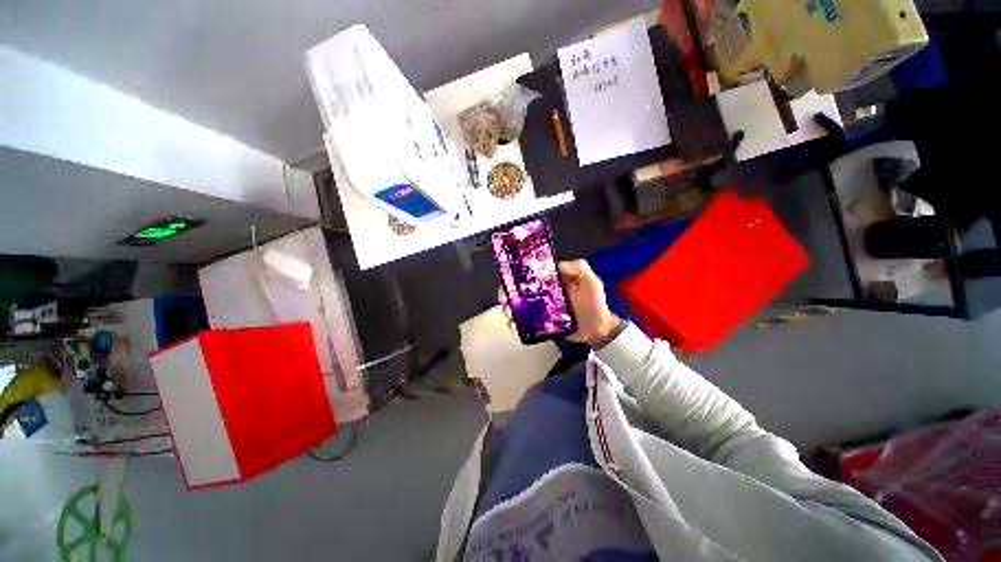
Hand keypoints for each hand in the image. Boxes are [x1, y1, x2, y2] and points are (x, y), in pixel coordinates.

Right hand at [498, 259, 620, 347]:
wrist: (598, 328)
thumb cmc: (594, 302)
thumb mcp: (590, 280)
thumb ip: (578, 268)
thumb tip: (556, 264)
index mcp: (551, 282)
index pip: (530, 276)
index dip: (516, 277)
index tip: (508, 282)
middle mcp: (543, 294)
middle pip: (519, 292)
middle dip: (507, 295)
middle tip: (505, 301)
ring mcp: (541, 310)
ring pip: (519, 308)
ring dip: (509, 310)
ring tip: (510, 315)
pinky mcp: (541, 324)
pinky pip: (525, 324)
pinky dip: (517, 325)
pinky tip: (515, 327)